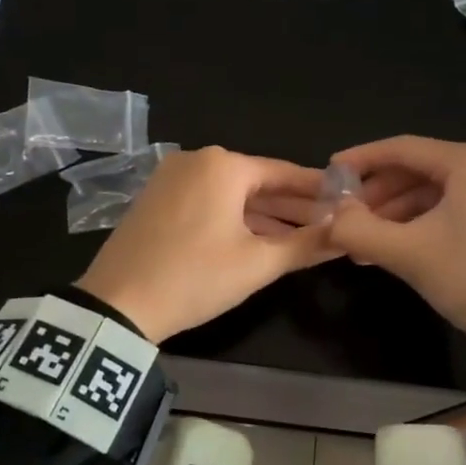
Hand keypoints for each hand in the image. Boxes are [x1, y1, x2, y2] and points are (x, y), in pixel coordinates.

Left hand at [74, 147, 336, 341]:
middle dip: (293, 207)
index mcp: (223, 165)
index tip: (347, 201)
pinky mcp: (156, 200)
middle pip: (257, 182)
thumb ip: (306, 245)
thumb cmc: (195, 278)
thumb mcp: (257, 264)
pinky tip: (259, 239)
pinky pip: (207, 203)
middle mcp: (196, 160)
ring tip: (303, 237)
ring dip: (265, 216)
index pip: (284, 172)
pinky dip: (235, 219)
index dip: (318, 190)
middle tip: (330, 225)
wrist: (117, 304)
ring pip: (231, 195)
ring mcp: (171, 179)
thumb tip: (346, 233)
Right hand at [325, 136, 465, 375]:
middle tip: (347, 220)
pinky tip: (402, 246)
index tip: (329, 172)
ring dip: (401, 214)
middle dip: (380, 196)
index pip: (404, 149)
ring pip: (441, 191)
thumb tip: (330, 216)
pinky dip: (428, 222)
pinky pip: (461, 206)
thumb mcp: (408, 255)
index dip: (361, 160)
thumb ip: (358, 230)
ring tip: (368, 243)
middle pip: (423, 169)